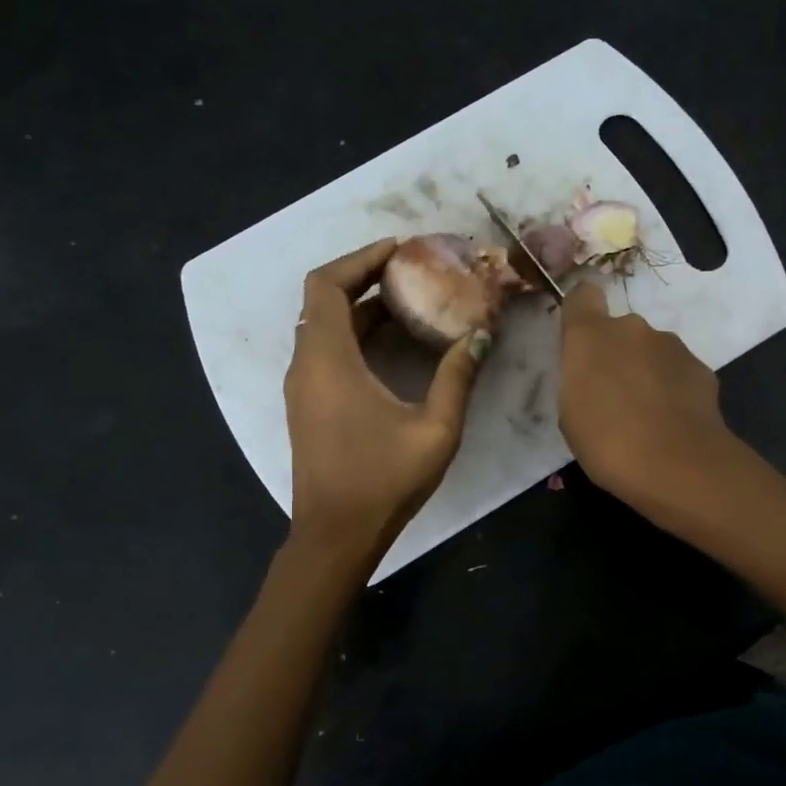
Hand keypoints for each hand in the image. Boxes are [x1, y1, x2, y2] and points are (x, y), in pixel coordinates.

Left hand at [284, 240, 486, 558]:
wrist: (336, 535)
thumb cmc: (383, 481)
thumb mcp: (435, 429)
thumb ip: (457, 377)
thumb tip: (481, 335)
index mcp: (329, 361)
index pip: (327, 285)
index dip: (359, 259)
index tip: (399, 250)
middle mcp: (307, 365)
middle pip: (323, 300)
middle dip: (366, 277)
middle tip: (413, 270)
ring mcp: (304, 386)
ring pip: (324, 325)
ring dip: (362, 307)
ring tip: (412, 300)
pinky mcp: (309, 404)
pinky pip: (327, 350)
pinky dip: (356, 334)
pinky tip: (396, 343)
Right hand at [558, 281, 737, 510]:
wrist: (678, 466)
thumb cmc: (607, 442)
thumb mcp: (571, 415)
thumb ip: (580, 380)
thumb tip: (596, 375)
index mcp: (591, 336)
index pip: (582, 295)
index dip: (581, 311)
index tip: (580, 338)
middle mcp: (633, 329)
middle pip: (620, 331)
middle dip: (617, 355)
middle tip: (614, 397)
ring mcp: (671, 346)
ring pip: (651, 351)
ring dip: (646, 372)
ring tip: (647, 416)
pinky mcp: (701, 368)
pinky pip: (677, 372)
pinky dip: (673, 389)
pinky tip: (673, 423)